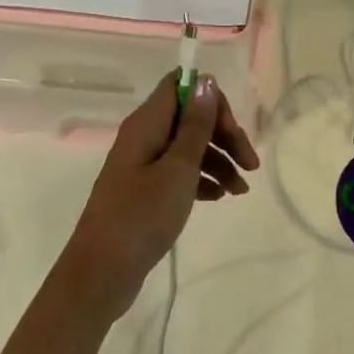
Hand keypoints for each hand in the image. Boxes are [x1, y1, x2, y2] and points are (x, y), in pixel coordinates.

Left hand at [60, 74, 260, 317]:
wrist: (102, 273)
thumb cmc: (142, 216)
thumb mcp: (178, 168)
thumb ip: (195, 125)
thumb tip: (205, 80)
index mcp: (147, 124)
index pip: (181, 86)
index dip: (211, 100)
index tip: (232, 129)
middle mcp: (144, 137)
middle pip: (191, 118)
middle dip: (224, 135)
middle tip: (251, 164)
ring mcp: (143, 164)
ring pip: (190, 147)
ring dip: (220, 161)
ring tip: (241, 191)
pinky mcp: (146, 190)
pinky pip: (181, 172)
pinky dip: (204, 179)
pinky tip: (220, 198)